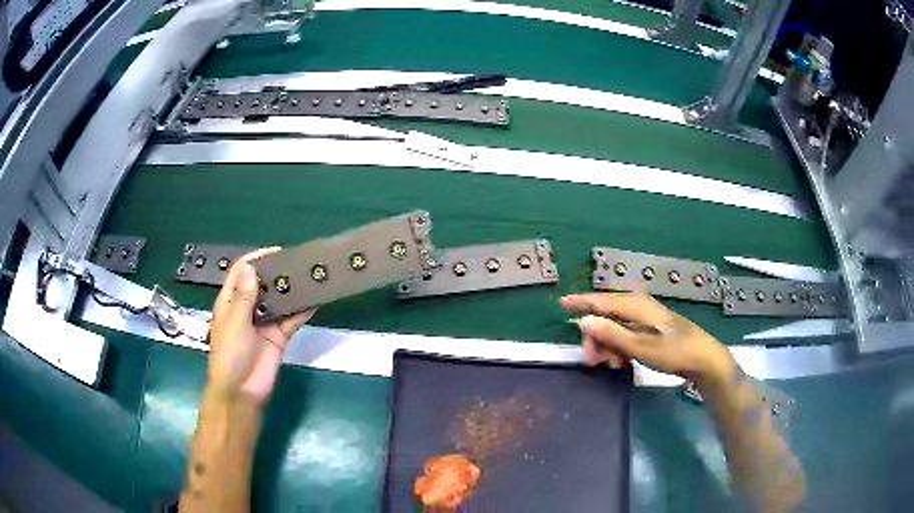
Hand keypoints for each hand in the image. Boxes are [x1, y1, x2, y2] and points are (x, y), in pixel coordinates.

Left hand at [207, 247, 314, 403]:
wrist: (242, 391)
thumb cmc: (230, 355)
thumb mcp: (234, 323)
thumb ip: (244, 298)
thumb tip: (251, 268)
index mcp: (231, 301)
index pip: (241, 272)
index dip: (256, 258)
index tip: (277, 251)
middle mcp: (248, 308)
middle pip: (263, 283)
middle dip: (278, 272)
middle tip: (299, 262)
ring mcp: (265, 322)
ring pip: (279, 300)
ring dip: (292, 290)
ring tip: (310, 277)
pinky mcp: (279, 336)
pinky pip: (292, 319)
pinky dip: (302, 311)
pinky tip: (315, 301)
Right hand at [561, 293, 734, 383]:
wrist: (703, 359)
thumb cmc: (673, 352)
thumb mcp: (641, 347)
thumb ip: (612, 334)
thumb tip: (584, 321)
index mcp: (635, 306)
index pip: (601, 300)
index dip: (581, 302)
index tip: (562, 303)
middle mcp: (638, 307)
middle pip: (606, 317)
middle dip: (596, 338)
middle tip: (593, 361)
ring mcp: (645, 318)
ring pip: (615, 328)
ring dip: (608, 346)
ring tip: (612, 365)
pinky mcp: (650, 329)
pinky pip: (626, 335)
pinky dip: (620, 347)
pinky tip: (622, 362)